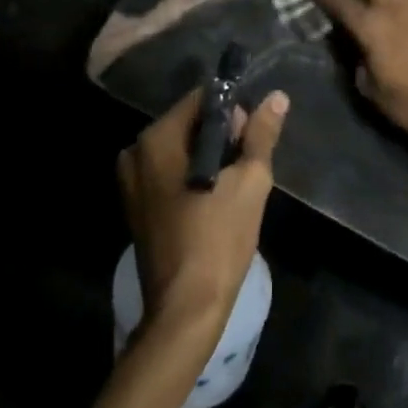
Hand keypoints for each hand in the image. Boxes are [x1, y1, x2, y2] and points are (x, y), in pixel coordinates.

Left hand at [118, 87, 287, 334]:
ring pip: (181, 149)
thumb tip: (277, 97)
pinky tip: (214, 200)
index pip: (200, 99)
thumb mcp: (249, 181)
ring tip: (235, 184)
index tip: (252, 137)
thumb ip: (261, 135)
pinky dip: (193, 175)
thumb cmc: (218, 239)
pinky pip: (170, 173)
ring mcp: (130, 182)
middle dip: (221, 135)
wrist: (185, 310)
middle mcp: (135, 152)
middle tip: (247, 164)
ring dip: (210, 157)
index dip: (233, 110)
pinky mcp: (136, 206)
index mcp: (156, 139)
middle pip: (189, 123)